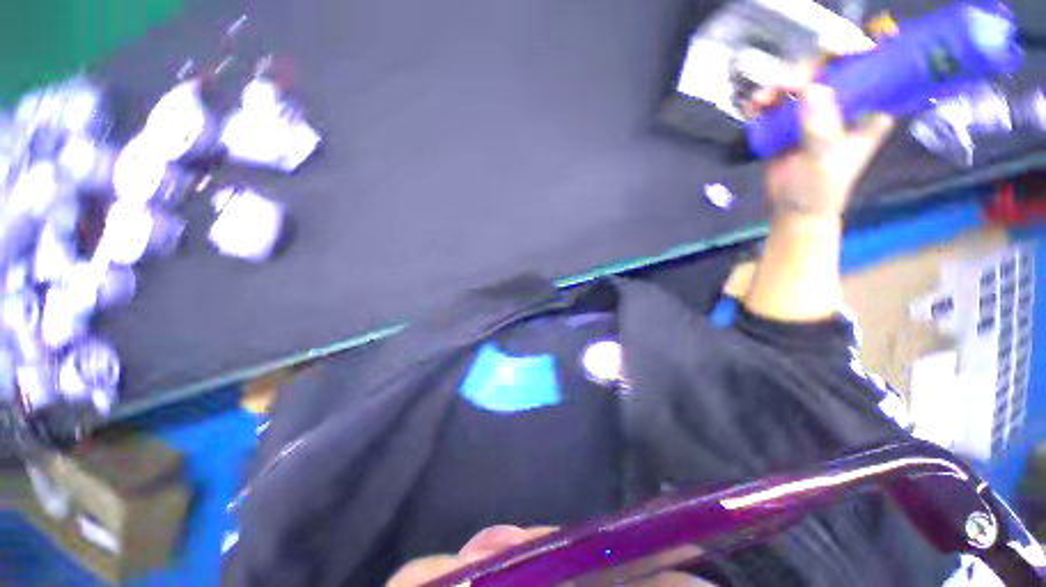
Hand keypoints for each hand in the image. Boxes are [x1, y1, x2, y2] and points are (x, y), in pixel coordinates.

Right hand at [750, 60, 893, 217]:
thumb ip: (820, 128)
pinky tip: (753, 108)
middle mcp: (841, 106)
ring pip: (798, 85)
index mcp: (865, 110)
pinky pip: (777, 104)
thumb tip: (812, 89)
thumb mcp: (824, 160)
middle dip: (804, 72)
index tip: (829, 57)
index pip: (866, 70)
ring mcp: (813, 114)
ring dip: (777, 87)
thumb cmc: (820, 189)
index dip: (851, 54)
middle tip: (785, 85)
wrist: (793, 210)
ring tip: (761, 101)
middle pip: (827, 72)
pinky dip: (763, 102)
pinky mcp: (788, 124)